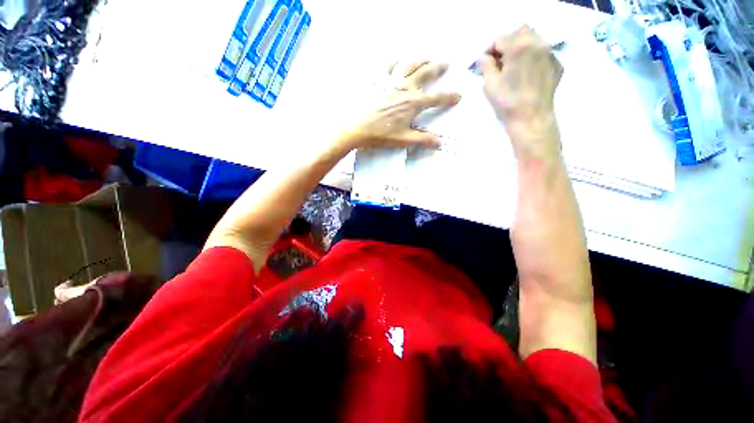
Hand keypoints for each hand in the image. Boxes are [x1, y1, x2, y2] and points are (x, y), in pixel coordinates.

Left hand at [337, 61, 460, 150]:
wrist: (359, 128)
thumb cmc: (382, 135)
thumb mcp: (404, 139)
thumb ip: (422, 139)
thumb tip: (439, 142)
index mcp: (413, 103)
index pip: (436, 99)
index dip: (449, 97)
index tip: (458, 96)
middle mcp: (406, 89)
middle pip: (426, 73)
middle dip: (438, 68)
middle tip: (446, 63)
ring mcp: (392, 83)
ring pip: (410, 65)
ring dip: (421, 60)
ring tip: (427, 58)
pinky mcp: (380, 82)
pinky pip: (388, 66)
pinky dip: (394, 60)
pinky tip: (397, 58)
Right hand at [480, 26, 562, 158]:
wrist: (531, 118)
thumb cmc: (507, 102)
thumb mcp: (489, 84)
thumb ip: (485, 66)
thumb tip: (484, 58)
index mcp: (518, 47)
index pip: (500, 38)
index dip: (489, 49)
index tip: (484, 62)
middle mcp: (537, 43)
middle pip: (520, 32)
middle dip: (508, 43)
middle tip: (500, 61)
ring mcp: (550, 53)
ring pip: (534, 39)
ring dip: (522, 47)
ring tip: (514, 66)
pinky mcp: (557, 64)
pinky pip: (543, 52)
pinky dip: (533, 57)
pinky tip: (527, 73)